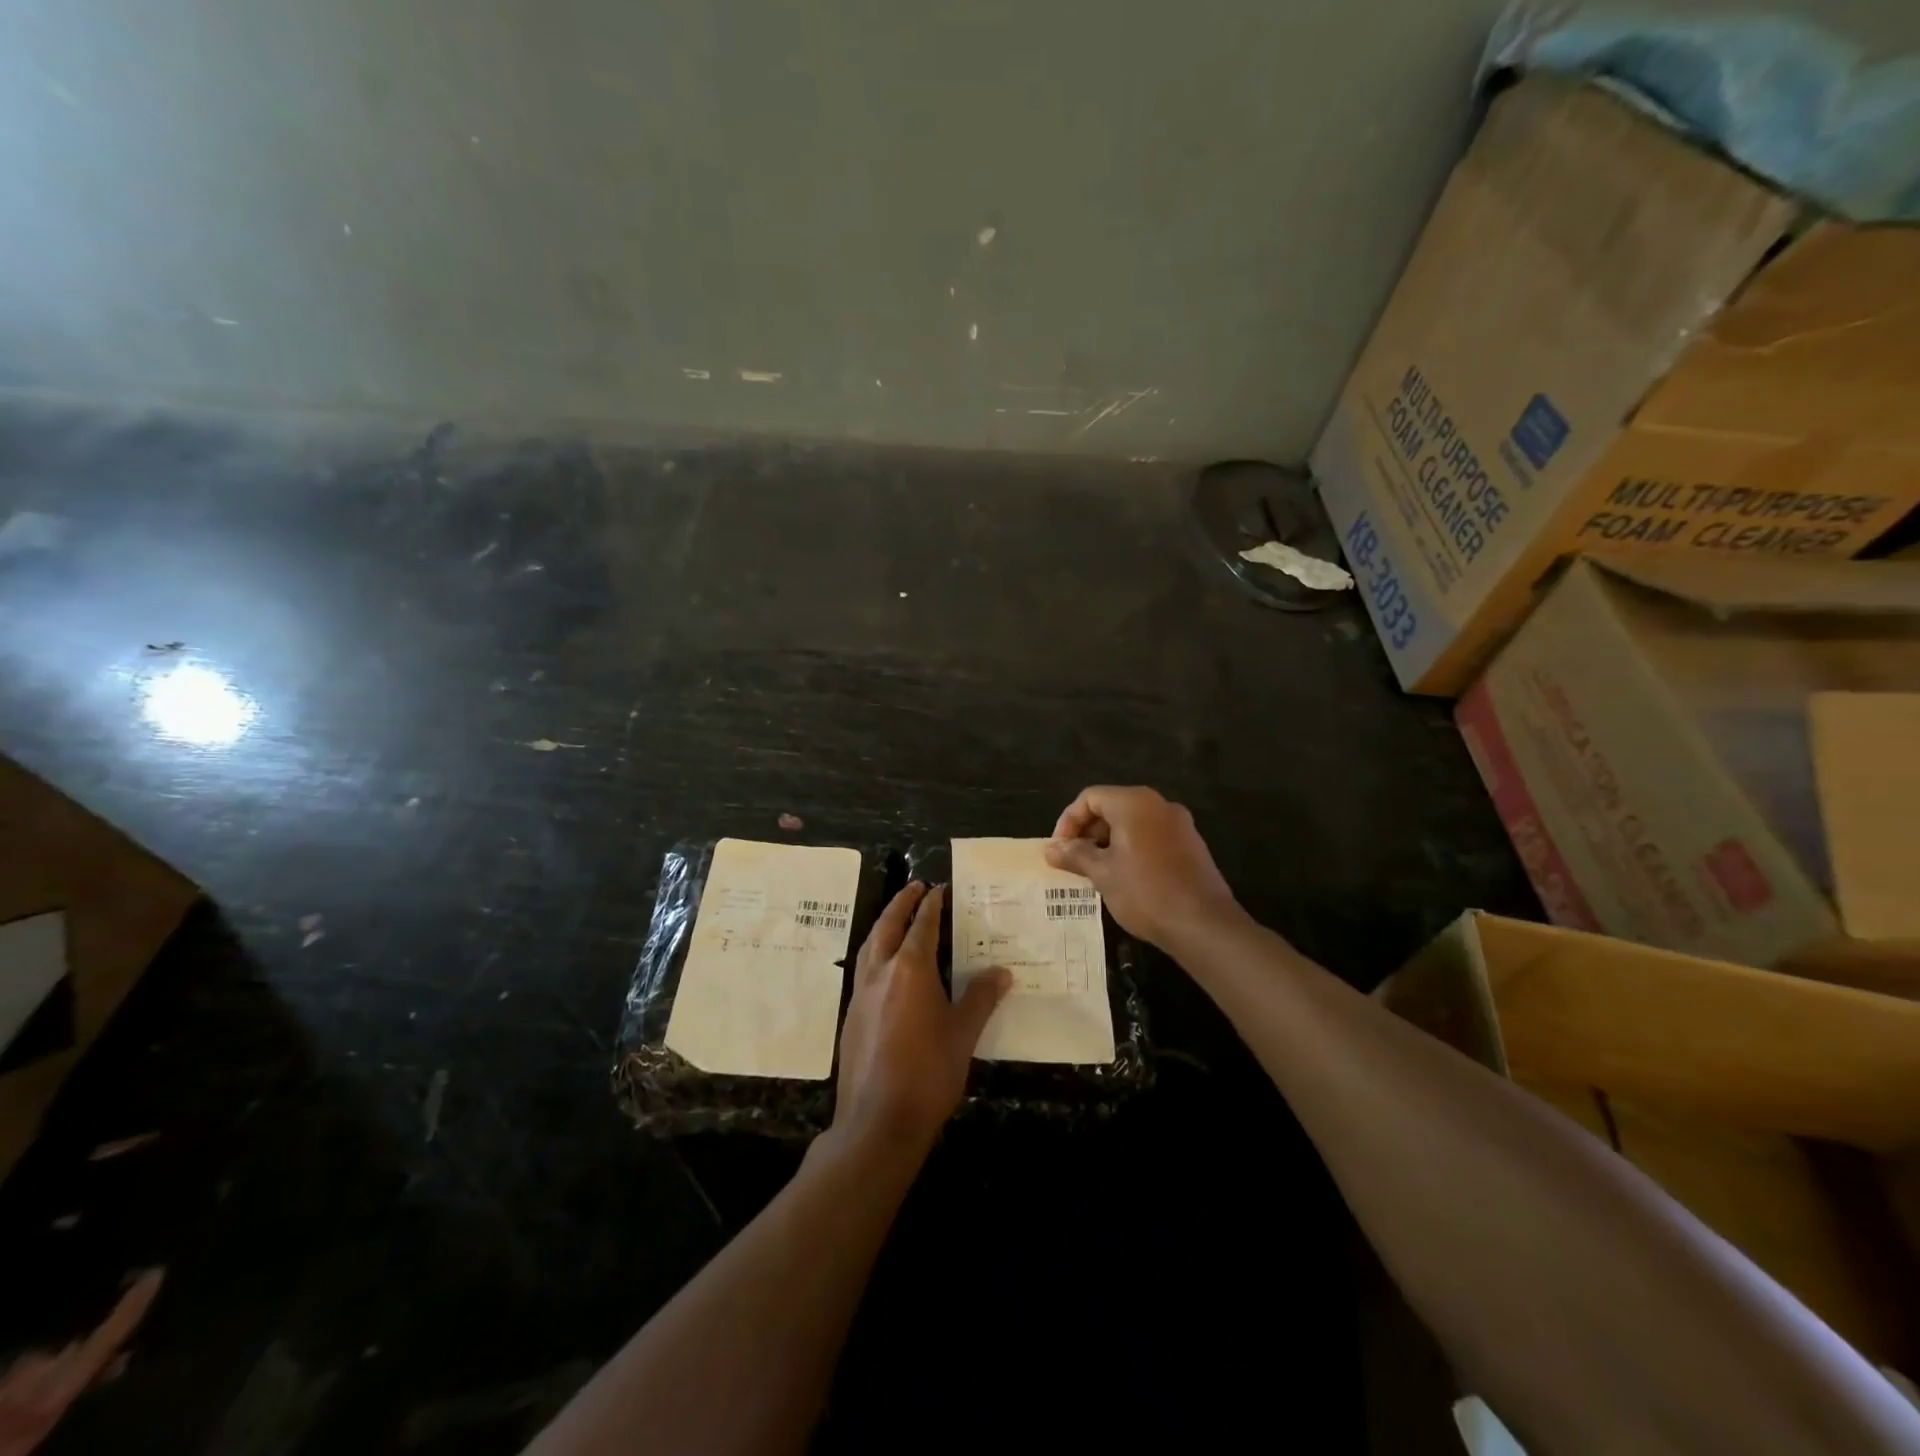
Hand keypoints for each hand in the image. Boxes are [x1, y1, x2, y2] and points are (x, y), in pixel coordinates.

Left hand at [833, 883, 1008, 1156]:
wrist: (878, 1120)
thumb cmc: (928, 1073)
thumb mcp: (963, 1034)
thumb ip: (980, 998)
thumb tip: (1001, 972)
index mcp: (911, 969)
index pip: (922, 925)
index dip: (932, 905)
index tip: (939, 888)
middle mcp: (881, 972)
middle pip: (888, 926)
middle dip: (901, 903)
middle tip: (914, 887)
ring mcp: (861, 994)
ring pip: (871, 945)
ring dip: (885, 925)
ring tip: (897, 917)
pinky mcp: (851, 1015)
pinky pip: (864, 969)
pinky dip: (876, 952)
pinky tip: (886, 967)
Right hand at [1044, 786, 1237, 949]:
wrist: (1204, 925)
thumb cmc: (1146, 893)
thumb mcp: (1102, 874)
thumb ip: (1075, 855)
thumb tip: (1051, 849)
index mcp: (1134, 803)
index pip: (1090, 798)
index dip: (1068, 821)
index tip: (1059, 850)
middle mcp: (1158, 804)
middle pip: (1111, 807)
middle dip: (1088, 832)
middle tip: (1074, 862)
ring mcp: (1179, 824)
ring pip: (1132, 823)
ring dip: (1108, 843)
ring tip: (1096, 873)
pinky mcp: (1190, 845)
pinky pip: (1151, 837)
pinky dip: (1131, 849)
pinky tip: (1124, 879)